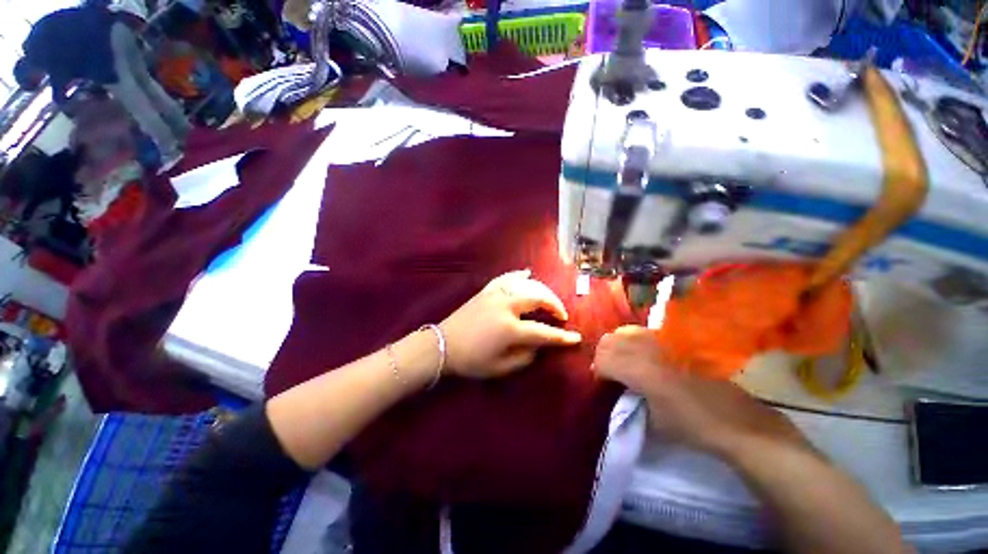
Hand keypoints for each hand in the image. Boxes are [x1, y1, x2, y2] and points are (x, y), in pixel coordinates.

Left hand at [440, 270, 581, 378]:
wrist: (442, 345)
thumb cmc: (471, 360)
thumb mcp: (500, 368)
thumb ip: (525, 357)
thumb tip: (539, 345)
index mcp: (510, 328)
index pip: (544, 332)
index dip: (562, 337)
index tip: (576, 338)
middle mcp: (506, 306)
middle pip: (539, 298)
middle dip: (555, 305)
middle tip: (562, 315)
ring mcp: (495, 294)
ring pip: (526, 284)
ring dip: (542, 290)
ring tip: (548, 300)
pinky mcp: (486, 290)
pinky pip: (506, 277)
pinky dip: (519, 274)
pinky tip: (527, 273)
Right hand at [593, 326, 806, 456]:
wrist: (736, 420)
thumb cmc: (693, 427)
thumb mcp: (652, 420)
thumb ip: (628, 398)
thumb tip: (618, 385)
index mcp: (641, 371)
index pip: (603, 360)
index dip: (598, 372)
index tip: (603, 383)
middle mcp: (648, 349)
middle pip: (608, 341)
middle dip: (603, 356)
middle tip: (610, 372)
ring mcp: (662, 340)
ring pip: (623, 332)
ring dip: (616, 346)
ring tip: (623, 362)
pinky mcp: (674, 339)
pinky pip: (642, 331)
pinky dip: (632, 340)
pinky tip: (641, 355)